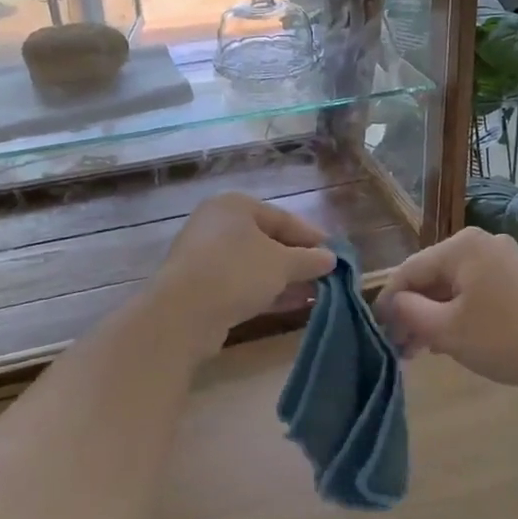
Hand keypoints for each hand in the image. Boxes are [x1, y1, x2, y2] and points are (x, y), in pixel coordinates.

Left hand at [154, 193, 336, 336]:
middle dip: (297, 260)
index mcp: (234, 205)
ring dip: (283, 278)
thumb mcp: (282, 264)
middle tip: (325, 275)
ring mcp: (204, 255)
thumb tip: (330, 258)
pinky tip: (289, 304)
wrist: (182, 313)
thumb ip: (309, 259)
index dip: (311, 236)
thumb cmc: (237, 272)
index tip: (335, 253)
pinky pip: (239, 282)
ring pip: (253, 264)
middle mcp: (216, 224)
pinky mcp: (199, 285)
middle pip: (266, 240)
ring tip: (314, 293)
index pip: (282, 217)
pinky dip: (264, 291)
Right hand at [376, 227, 517, 392]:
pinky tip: (452, 339)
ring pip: (454, 286)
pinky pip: (476, 290)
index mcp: (461, 246)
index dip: (388, 300)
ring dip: (435, 315)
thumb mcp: (447, 330)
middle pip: (432, 276)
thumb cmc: (505, 337)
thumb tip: (393, 304)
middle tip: (400, 348)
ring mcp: (505, 259)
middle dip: (413, 311)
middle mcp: (482, 243)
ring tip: (421, 350)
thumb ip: (409, 312)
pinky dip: (459, 312)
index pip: (409, 269)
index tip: (376, 330)